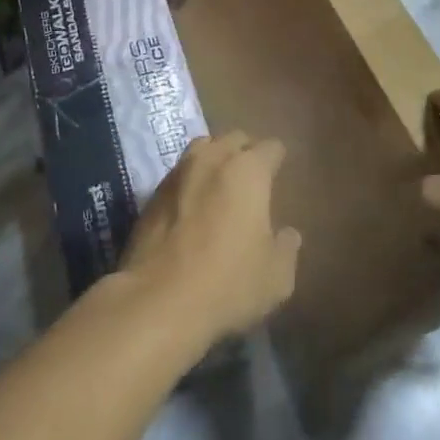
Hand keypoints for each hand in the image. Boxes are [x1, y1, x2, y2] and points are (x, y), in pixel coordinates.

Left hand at [118, 131, 301, 342]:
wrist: (159, 300)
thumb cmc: (228, 283)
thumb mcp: (276, 276)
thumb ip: (286, 248)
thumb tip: (287, 234)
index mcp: (248, 171)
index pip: (270, 148)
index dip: (278, 157)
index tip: (281, 169)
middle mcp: (212, 159)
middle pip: (233, 139)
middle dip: (246, 151)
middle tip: (253, 174)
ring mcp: (178, 172)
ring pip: (202, 149)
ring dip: (215, 159)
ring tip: (221, 182)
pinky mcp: (152, 193)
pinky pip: (179, 174)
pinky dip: (191, 181)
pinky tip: (193, 204)